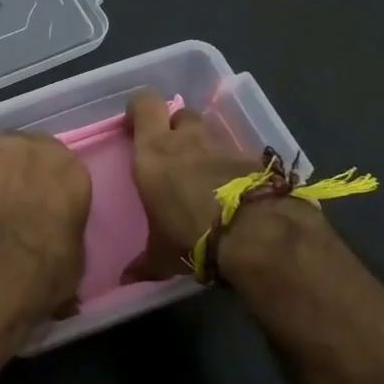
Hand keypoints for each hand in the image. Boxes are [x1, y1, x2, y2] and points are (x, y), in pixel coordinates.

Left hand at [0, 133, 90, 319]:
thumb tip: (53, 240)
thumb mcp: (74, 252)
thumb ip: (63, 228)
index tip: (42, 198)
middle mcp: (28, 151)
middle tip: (11, 198)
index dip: (46, 180)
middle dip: (15, 169)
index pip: (58, 163)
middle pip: (20, 150)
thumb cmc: (49, 267)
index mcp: (67, 168)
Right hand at [123, 90, 323, 280]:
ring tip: (202, 176)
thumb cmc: (192, 236)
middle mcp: (187, 140)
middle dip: (174, 127)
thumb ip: (144, 263)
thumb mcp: (162, 255)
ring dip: (204, 147)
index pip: (143, 104)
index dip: (140, 110)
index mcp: (153, 152)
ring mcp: (223, 146)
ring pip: (209, 132)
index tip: (136, 126)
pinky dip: (232, 167)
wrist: (257, 236)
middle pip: (179, 113)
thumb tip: (126, 280)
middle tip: (171, 152)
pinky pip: (236, 154)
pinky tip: (232, 191)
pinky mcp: (255, 159)